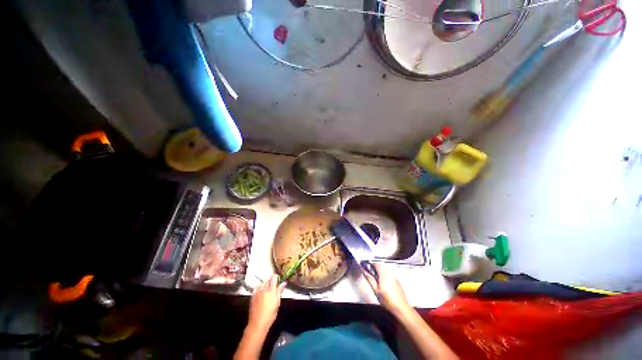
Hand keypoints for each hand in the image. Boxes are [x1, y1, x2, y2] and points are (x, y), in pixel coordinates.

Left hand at [248, 274, 285, 331]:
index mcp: (271, 290)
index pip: (273, 278)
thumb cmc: (270, 314)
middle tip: (273, 285)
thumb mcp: (277, 303)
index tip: (278, 278)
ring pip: (262, 283)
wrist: (258, 323)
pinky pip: (256, 288)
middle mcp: (263, 289)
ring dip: (265, 283)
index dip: (276, 277)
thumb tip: (284, 283)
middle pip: (267, 280)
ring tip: (267, 288)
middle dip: (270, 280)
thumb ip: (280, 291)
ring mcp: (257, 292)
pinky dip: (259, 287)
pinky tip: (261, 292)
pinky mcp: (252, 296)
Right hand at [363, 263, 410, 316]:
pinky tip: (385, 287)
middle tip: (371, 277)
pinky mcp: (398, 282)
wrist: (401, 308)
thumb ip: (370, 279)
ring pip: (385, 272)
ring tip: (378, 284)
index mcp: (384, 274)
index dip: (371, 265)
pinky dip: (386, 278)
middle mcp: (390, 274)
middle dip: (375, 270)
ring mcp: (394, 278)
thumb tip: (364, 271)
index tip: (367, 269)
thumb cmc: (388, 300)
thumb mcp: (376, 290)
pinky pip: (390, 276)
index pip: (376, 264)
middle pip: (381, 267)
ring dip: (380, 274)